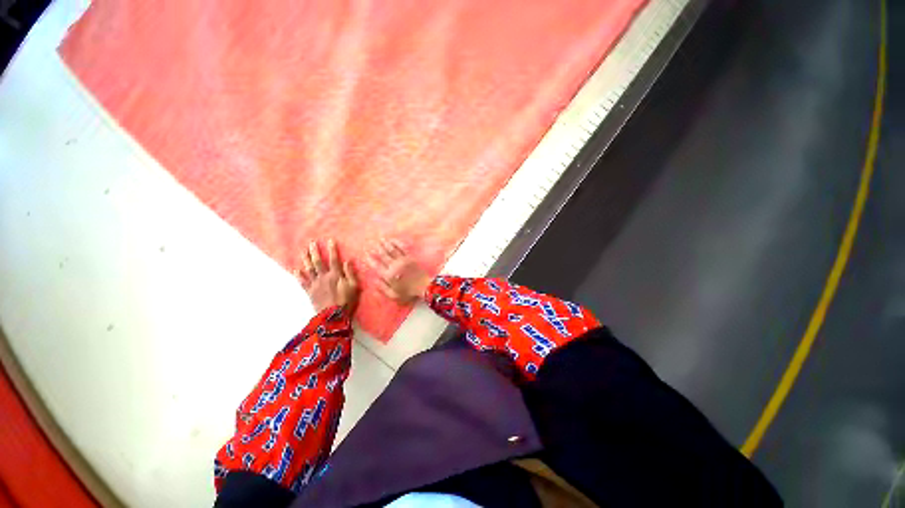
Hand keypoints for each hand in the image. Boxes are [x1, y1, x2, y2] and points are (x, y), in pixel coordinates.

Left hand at [297, 240, 359, 313]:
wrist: (333, 316)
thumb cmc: (347, 301)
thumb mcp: (354, 287)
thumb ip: (351, 273)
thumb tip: (348, 261)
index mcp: (336, 275)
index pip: (334, 259)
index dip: (332, 249)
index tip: (330, 240)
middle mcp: (324, 277)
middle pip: (318, 262)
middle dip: (315, 251)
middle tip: (311, 243)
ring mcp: (315, 284)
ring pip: (309, 269)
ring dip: (305, 260)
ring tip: (302, 251)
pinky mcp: (310, 292)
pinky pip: (303, 282)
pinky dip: (299, 275)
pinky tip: (296, 269)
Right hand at [368, 239, 430, 303]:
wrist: (424, 287)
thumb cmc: (408, 293)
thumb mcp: (393, 295)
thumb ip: (382, 288)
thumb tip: (374, 280)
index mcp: (388, 275)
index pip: (376, 265)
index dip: (370, 259)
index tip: (366, 254)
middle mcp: (394, 266)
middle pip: (383, 255)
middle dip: (376, 249)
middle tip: (371, 243)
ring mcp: (402, 260)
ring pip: (391, 250)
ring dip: (385, 244)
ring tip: (380, 239)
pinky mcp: (410, 257)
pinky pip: (402, 248)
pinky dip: (396, 243)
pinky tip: (393, 240)